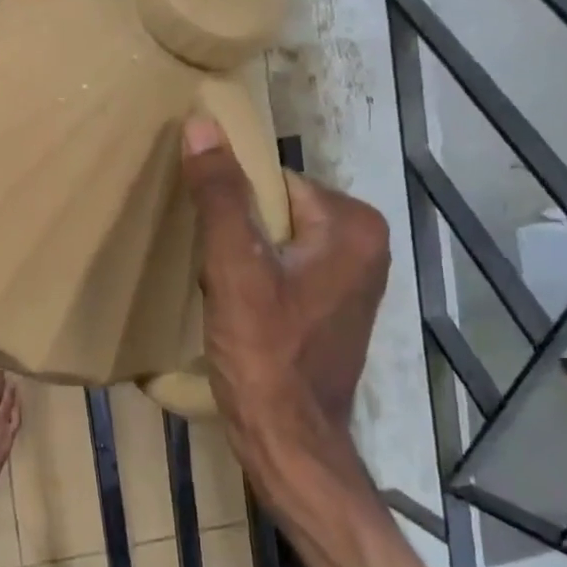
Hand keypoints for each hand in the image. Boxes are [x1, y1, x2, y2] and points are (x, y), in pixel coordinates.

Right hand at [181, 117, 390, 438]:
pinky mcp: (335, 310)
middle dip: (239, 237)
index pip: (276, 183)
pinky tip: (240, 312)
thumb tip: (201, 124)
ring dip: (244, 261)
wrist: (289, 442)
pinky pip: (287, 273)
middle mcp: (366, 246)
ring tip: (223, 294)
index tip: (208, 238)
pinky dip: (259, 283)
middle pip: (278, 213)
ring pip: (279, 245)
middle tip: (214, 273)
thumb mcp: (235, 269)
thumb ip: (220, 196)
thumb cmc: (266, 355)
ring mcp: (354, 281)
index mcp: (354, 225)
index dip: (233, 205)